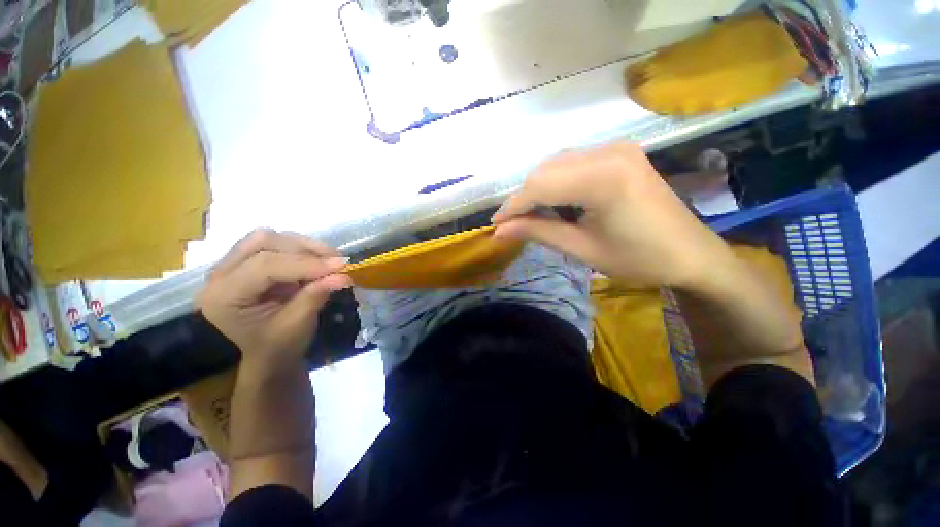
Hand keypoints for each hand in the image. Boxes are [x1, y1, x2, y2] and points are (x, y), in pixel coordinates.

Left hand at [198, 229, 350, 367]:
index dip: (305, 263)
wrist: (270, 353)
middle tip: (336, 262)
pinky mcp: (249, 261)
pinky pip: (276, 242)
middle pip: (262, 242)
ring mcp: (232, 265)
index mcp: (223, 297)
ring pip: (269, 237)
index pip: (264, 266)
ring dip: (304, 246)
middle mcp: (220, 275)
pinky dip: (301, 248)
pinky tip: (318, 260)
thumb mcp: (298, 324)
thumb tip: (344, 275)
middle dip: (304, 250)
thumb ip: (317, 295)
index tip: (342, 265)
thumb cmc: (280, 345)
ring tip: (329, 260)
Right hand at [492, 142, 732, 289]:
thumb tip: (499, 231)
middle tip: (511, 224)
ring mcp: (616, 148)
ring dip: (538, 189)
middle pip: (546, 170)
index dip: (513, 206)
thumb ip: (538, 233)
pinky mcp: (620, 153)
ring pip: (557, 164)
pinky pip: (573, 162)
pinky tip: (555, 201)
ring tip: (530, 215)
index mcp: (603, 178)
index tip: (495, 225)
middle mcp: (609, 152)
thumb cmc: (639, 259)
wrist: (691, 253)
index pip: (540, 185)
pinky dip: (556, 182)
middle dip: (523, 198)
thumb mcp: (582, 249)